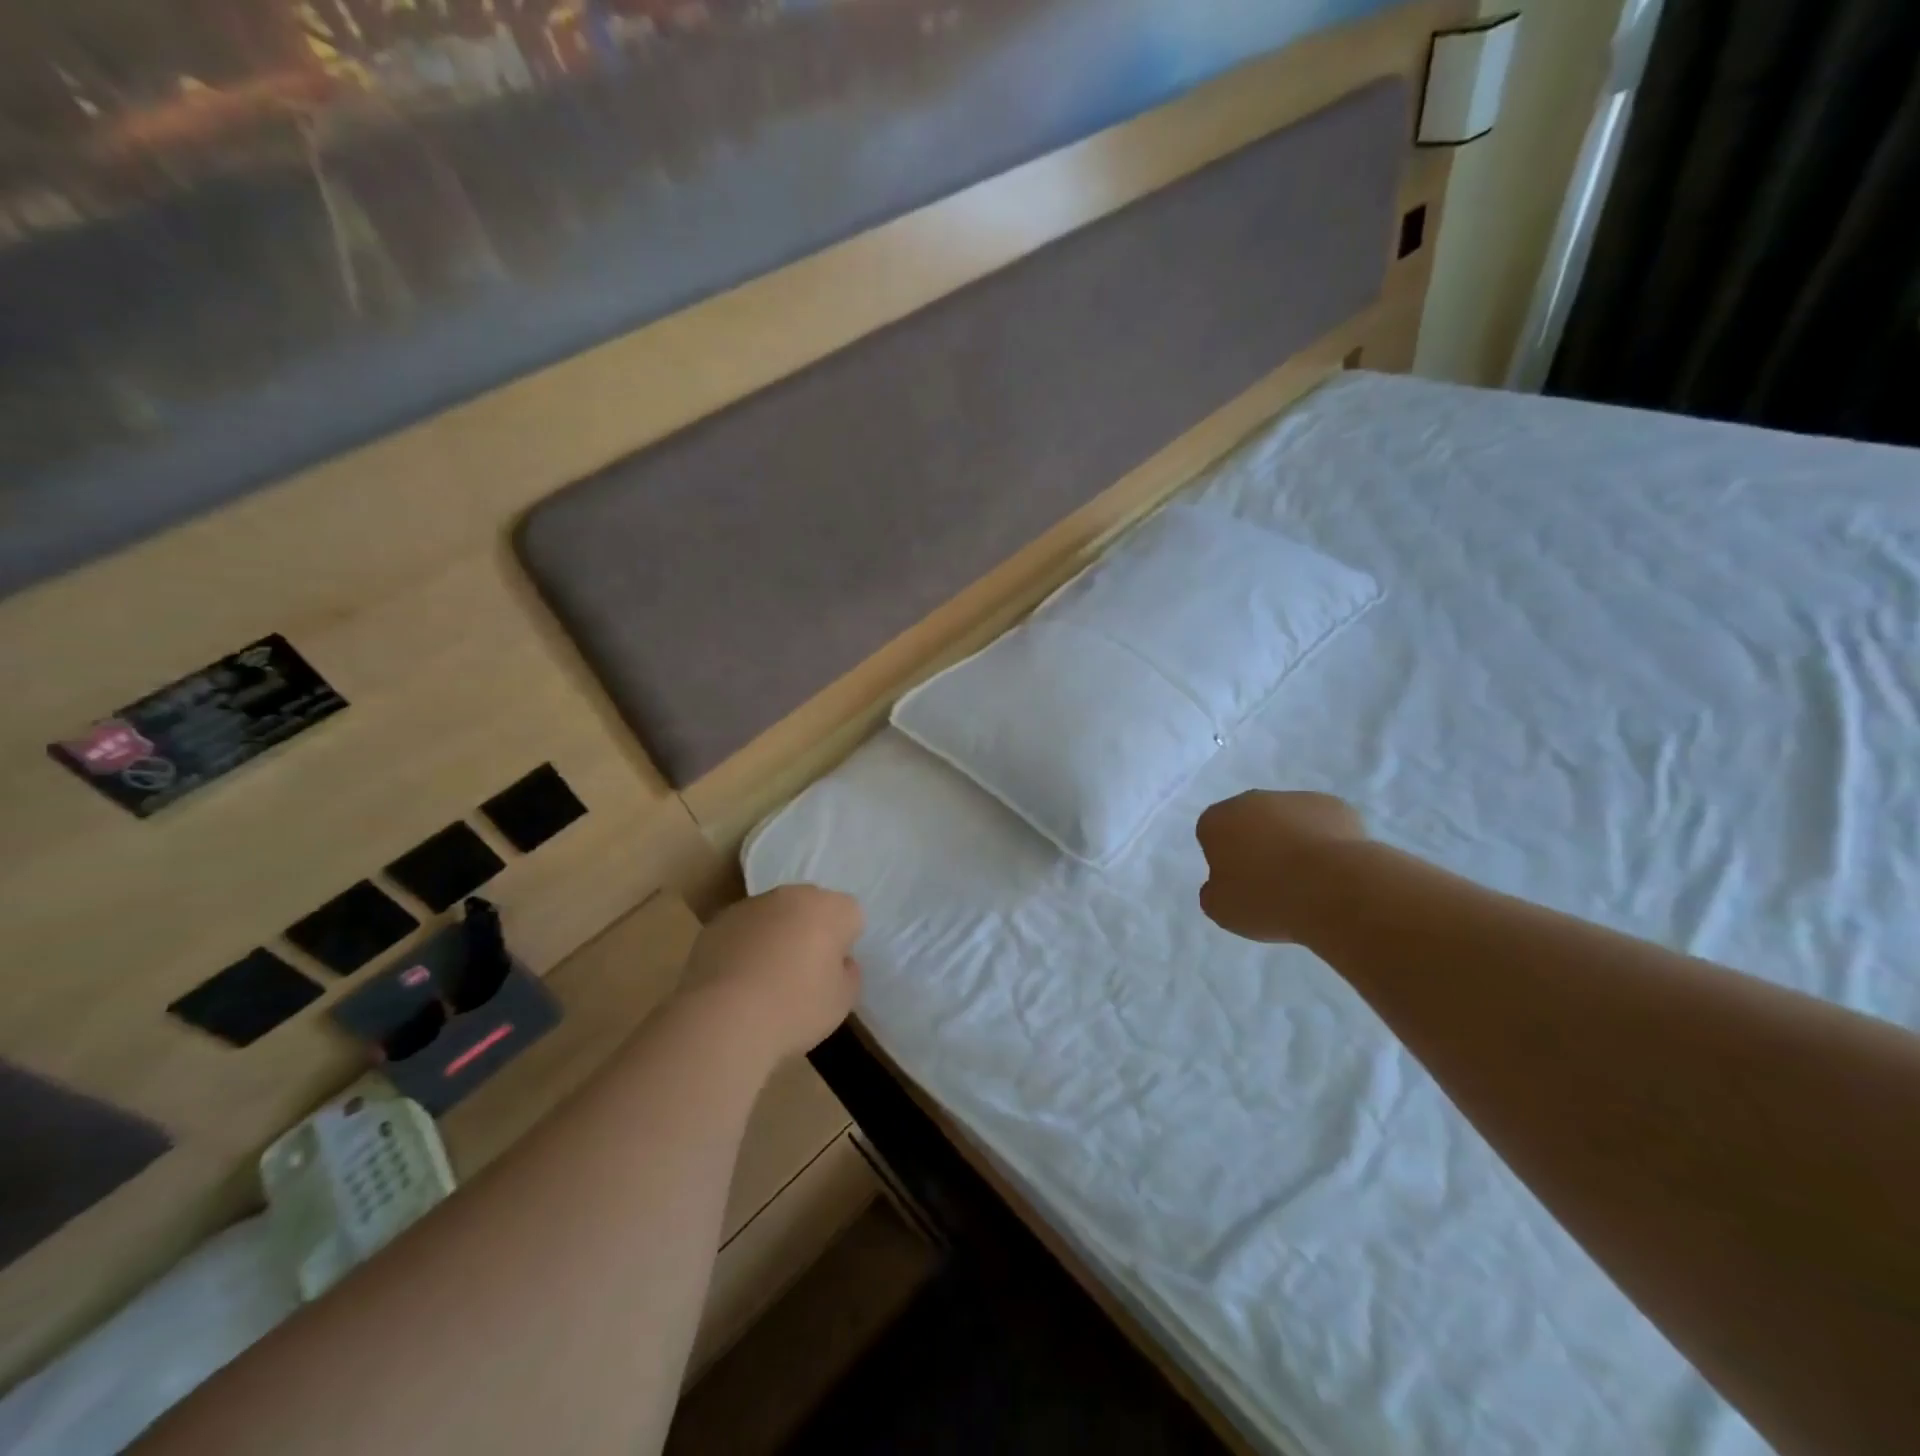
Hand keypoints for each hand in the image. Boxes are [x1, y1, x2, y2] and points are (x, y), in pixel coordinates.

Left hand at [684, 885, 864, 1058]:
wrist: (723, 1019)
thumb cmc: (795, 1008)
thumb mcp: (842, 1001)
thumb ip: (848, 973)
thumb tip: (837, 962)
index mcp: (829, 908)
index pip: (851, 915)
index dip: (845, 943)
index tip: (833, 971)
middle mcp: (792, 896)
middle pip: (811, 908)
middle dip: (811, 931)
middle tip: (803, 972)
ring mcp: (751, 905)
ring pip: (775, 916)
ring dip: (777, 936)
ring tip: (765, 979)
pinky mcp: (718, 922)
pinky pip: (744, 930)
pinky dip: (746, 946)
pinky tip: (738, 981)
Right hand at [1196, 791, 1366, 942]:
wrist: (1336, 891)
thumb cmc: (1267, 899)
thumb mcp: (1221, 910)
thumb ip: (1214, 891)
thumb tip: (1223, 883)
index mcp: (1217, 820)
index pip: (1211, 833)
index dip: (1223, 858)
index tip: (1238, 883)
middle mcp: (1253, 800)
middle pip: (1249, 821)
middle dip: (1257, 844)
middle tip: (1271, 881)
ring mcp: (1297, 799)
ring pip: (1287, 820)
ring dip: (1292, 841)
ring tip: (1308, 880)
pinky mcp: (1337, 806)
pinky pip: (1322, 824)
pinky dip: (1325, 842)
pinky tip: (1334, 870)